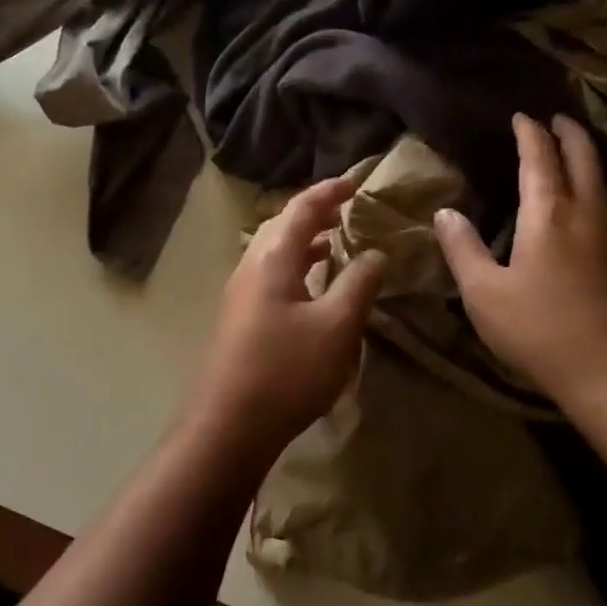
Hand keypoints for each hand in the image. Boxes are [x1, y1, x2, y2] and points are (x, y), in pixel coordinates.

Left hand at [179, 174, 385, 457]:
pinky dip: (296, 265)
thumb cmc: (287, 370)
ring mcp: (241, 293)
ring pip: (274, 250)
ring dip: (304, 239)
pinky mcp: (241, 317)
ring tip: (335, 240)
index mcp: (272, 258)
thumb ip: (358, 283)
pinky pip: (271, 274)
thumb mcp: (336, 326)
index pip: (302, 208)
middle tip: (346, 208)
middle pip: (282, 224)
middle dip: (314, 212)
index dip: (331, 191)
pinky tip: (313, 285)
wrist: (230, 424)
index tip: (357, 181)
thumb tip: (375, 252)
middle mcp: (251, 266)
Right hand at [434, 113, 606, 407]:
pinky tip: (585, 197)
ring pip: (600, 179)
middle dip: (569, 133)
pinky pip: (605, 201)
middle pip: (582, 159)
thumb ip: (463, 249)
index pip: (539, 160)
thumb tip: (445, 213)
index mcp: (548, 215)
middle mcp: (584, 214)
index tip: (521, 116)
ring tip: (571, 146)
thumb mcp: (484, 292)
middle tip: (556, 117)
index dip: (530, 135)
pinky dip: (593, 182)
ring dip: (585, 155)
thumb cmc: (538, 329)